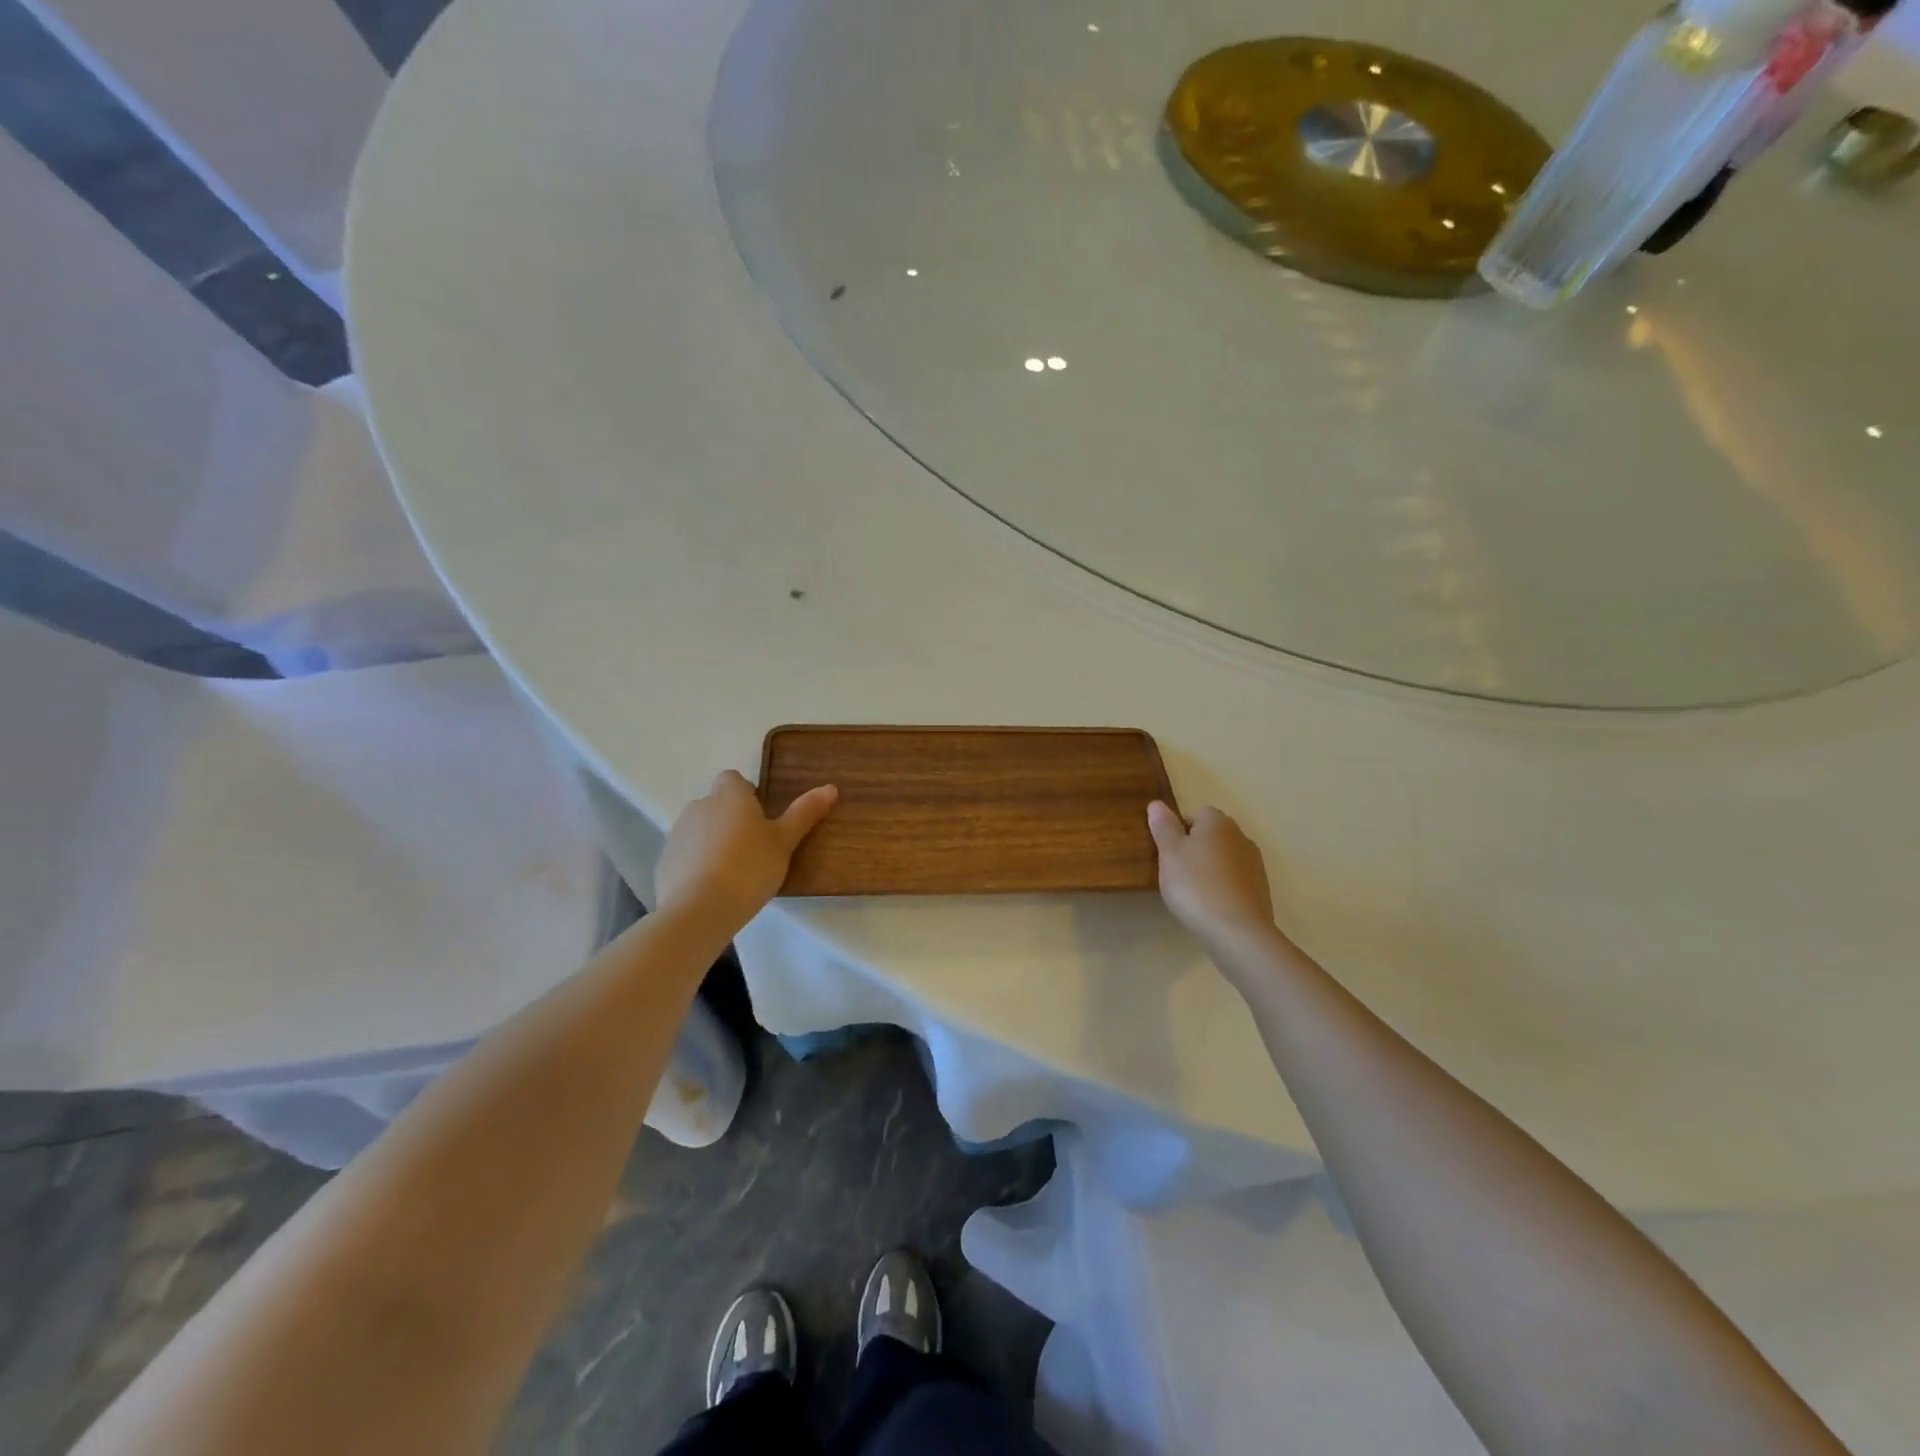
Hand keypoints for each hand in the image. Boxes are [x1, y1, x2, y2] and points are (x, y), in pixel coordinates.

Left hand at [655, 771, 836, 929]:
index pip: (733, 779)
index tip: (762, 819)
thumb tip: (830, 787)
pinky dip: (697, 864)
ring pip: (700, 829)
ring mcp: (677, 834)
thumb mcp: (785, 841)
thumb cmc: (749, 867)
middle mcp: (699, 806)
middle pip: (716, 804)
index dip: (747, 794)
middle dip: (731, 819)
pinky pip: (685, 855)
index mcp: (729, 795)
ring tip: (733, 872)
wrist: (699, 909)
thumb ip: (805, 813)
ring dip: (713, 841)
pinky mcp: (664, 862)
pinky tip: (712, 888)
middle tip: (754, 848)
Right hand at [1147, 801, 1276, 946]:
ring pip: (1224, 858)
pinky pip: (1235, 881)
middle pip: (1211, 836)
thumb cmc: (1196, 885)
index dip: (1179, 831)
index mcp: (1218, 822)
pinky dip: (1223, 888)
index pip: (1196, 813)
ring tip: (1193, 893)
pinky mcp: (1261, 890)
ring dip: (1210, 869)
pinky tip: (1211, 906)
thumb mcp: (1169, 853)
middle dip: (1195, 849)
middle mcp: (1240, 836)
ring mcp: (1255, 864)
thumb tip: (1157, 804)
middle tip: (1176, 873)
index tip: (1168, 853)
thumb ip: (1163, 826)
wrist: (1237, 931)